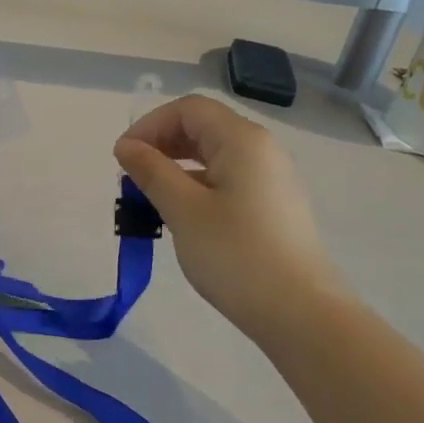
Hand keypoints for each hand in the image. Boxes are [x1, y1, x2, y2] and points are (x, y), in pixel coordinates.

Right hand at [114, 95, 347, 333]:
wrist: (300, 312)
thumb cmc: (236, 255)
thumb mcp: (183, 210)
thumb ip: (151, 171)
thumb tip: (126, 146)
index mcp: (242, 141)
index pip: (188, 109)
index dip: (150, 125)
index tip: (123, 158)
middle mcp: (261, 150)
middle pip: (203, 127)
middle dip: (162, 144)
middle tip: (132, 178)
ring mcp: (271, 178)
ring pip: (214, 155)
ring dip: (177, 167)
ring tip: (151, 198)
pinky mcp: (272, 205)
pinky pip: (227, 179)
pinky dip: (197, 185)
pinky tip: (182, 216)